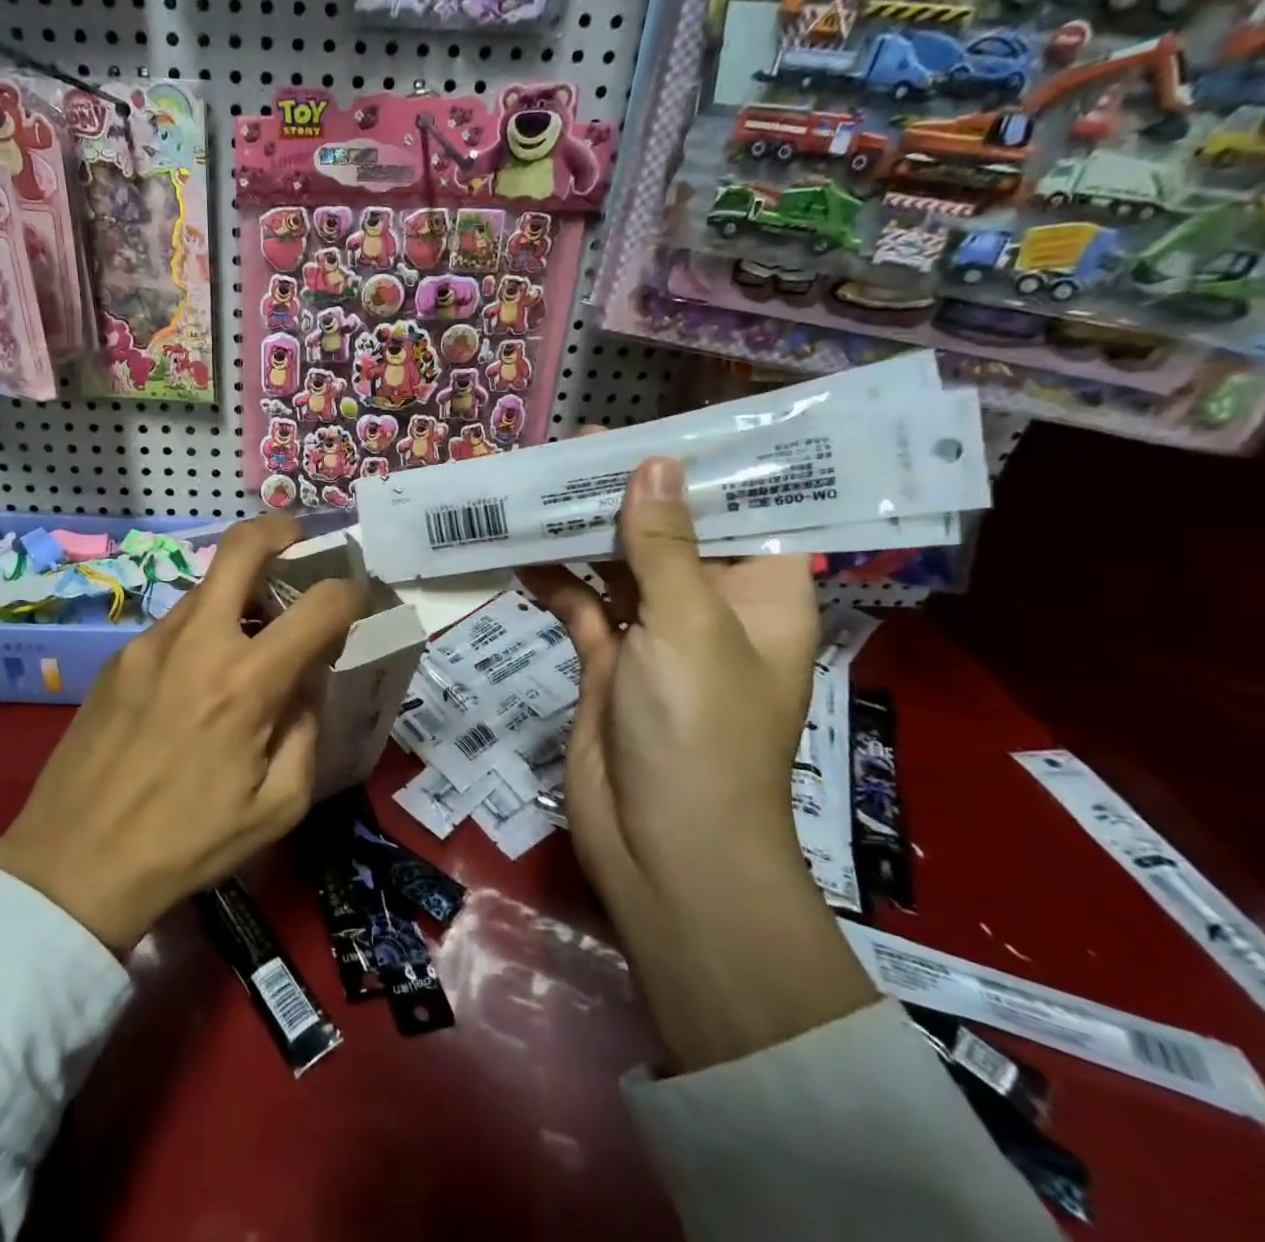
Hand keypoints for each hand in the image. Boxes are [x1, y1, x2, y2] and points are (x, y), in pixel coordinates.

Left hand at [0, 516, 369, 951]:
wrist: (73, 863)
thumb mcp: (278, 806)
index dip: (351, 591)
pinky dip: (204, 630)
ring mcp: (150, 642)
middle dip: (282, 531)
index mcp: (246, 684)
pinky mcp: (119, 656)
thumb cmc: (188, 844)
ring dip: (241, 593)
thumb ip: (307, 729)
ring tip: (252, 635)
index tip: (358, 597)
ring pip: (208, 586)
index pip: (319, 606)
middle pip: (243, 546)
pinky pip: (176, 624)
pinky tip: (199, 679)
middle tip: (300, 546)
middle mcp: (197, 643)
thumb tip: (307, 680)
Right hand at [521, 453, 818, 892]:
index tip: (653, 431)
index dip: (701, 469)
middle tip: (573, 450)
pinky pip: (580, 605)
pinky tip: (518, 550)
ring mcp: (655, 636)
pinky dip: (553, 580)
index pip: (742, 511)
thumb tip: (652, 463)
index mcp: (761, 594)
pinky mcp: (608, 661)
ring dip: (581, 533)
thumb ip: (663, 543)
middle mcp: (711, 607)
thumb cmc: (700, 731)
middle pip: (669, 533)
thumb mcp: (687, 625)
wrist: (662, 849)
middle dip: (624, 494)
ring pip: (617, 566)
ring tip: (537, 487)